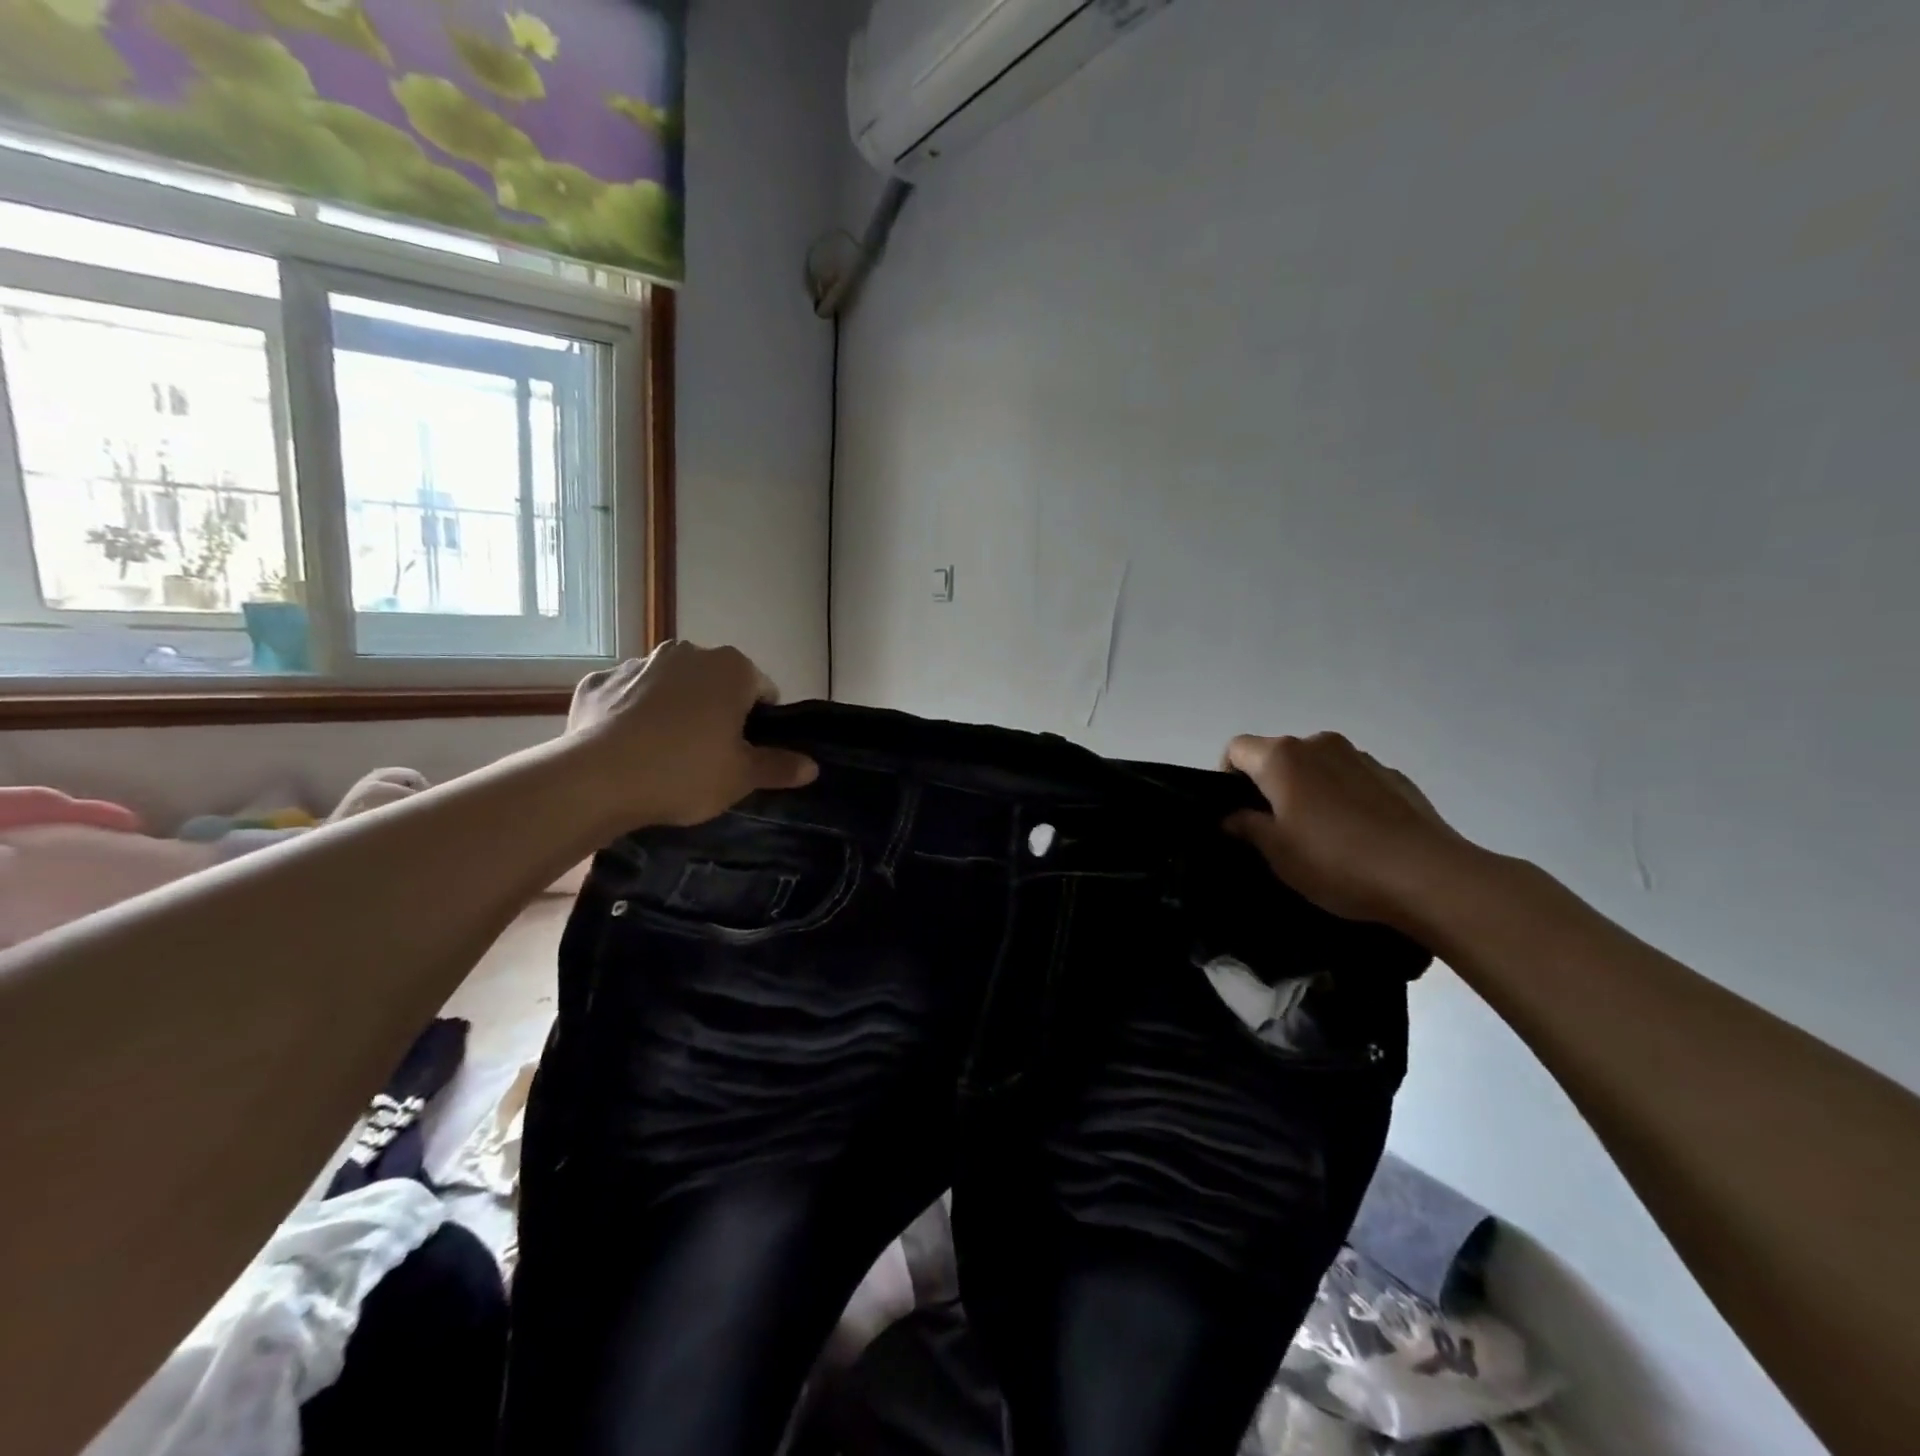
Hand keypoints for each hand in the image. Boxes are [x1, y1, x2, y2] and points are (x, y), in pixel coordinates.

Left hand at [567, 641, 816, 827]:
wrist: (597, 780)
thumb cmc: (685, 772)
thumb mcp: (742, 777)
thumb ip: (779, 766)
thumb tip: (812, 766)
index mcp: (731, 669)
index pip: (762, 690)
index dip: (760, 723)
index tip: (747, 752)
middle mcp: (686, 654)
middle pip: (714, 683)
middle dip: (715, 711)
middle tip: (709, 756)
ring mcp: (637, 664)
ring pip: (669, 686)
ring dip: (673, 709)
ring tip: (663, 754)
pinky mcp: (598, 682)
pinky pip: (625, 697)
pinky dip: (630, 714)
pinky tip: (626, 747)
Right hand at [1221, 732, 1474, 930]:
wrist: (1427, 876)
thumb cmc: (1335, 861)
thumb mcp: (1276, 852)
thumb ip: (1246, 826)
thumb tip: (1232, 816)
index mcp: (1282, 757)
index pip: (1237, 749)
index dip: (1228, 776)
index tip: (1238, 812)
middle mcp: (1319, 744)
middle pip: (1279, 755)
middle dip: (1270, 785)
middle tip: (1276, 830)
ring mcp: (1361, 757)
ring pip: (1318, 766)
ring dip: (1310, 790)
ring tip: (1322, 836)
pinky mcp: (1395, 777)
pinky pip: (1353, 780)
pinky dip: (1345, 798)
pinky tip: (1359, 837)